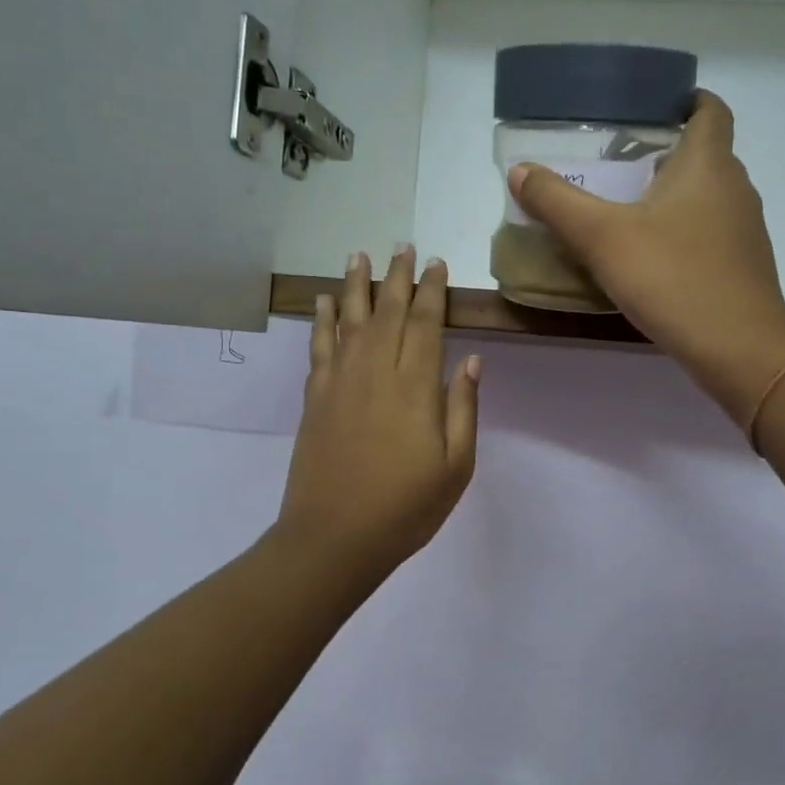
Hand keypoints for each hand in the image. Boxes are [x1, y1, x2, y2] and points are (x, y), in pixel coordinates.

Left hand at [273, 247, 480, 587]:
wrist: (334, 537)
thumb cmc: (405, 508)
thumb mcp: (455, 467)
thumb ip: (463, 409)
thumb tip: (469, 360)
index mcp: (415, 388)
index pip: (425, 324)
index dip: (431, 291)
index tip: (435, 264)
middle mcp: (376, 373)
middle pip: (387, 312)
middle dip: (396, 277)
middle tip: (402, 246)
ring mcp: (340, 383)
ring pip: (350, 320)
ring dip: (356, 285)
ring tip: (359, 255)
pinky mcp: (315, 398)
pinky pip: (319, 347)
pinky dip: (322, 320)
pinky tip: (324, 302)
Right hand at [508, 92, 784, 421]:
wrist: (738, 347)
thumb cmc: (672, 277)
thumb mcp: (602, 237)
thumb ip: (557, 202)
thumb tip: (520, 170)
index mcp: (707, 163)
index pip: (710, 110)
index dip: (686, 101)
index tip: (652, 109)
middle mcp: (735, 187)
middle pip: (704, 154)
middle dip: (665, 152)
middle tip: (618, 164)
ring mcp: (745, 229)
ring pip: (708, 196)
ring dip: (673, 195)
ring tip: (627, 210)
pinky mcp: (744, 265)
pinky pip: (712, 233)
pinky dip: (684, 232)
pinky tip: (653, 257)